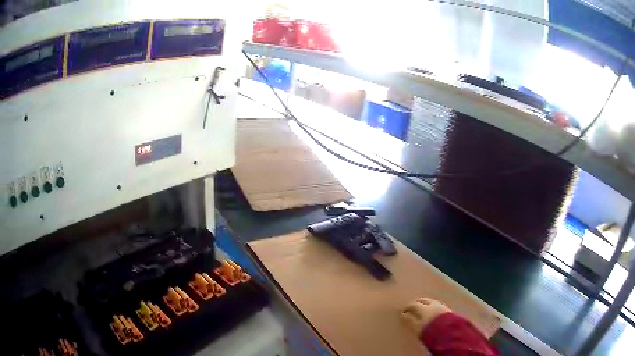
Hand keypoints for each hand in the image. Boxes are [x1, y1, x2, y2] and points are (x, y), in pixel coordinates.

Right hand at [401, 298, 450, 335]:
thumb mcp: (417, 328)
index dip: (408, 307)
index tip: (403, 310)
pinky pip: (438, 306)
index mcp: (424, 308)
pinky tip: (433, 312)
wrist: (450, 333)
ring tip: (423, 309)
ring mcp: (442, 306)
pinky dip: (433, 308)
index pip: (414, 304)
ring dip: (427, 304)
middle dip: (418, 302)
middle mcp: (433, 304)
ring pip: (432, 302)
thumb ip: (410, 321)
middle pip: (424, 300)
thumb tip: (404, 315)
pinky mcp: (449, 310)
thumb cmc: (430, 331)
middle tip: (413, 306)